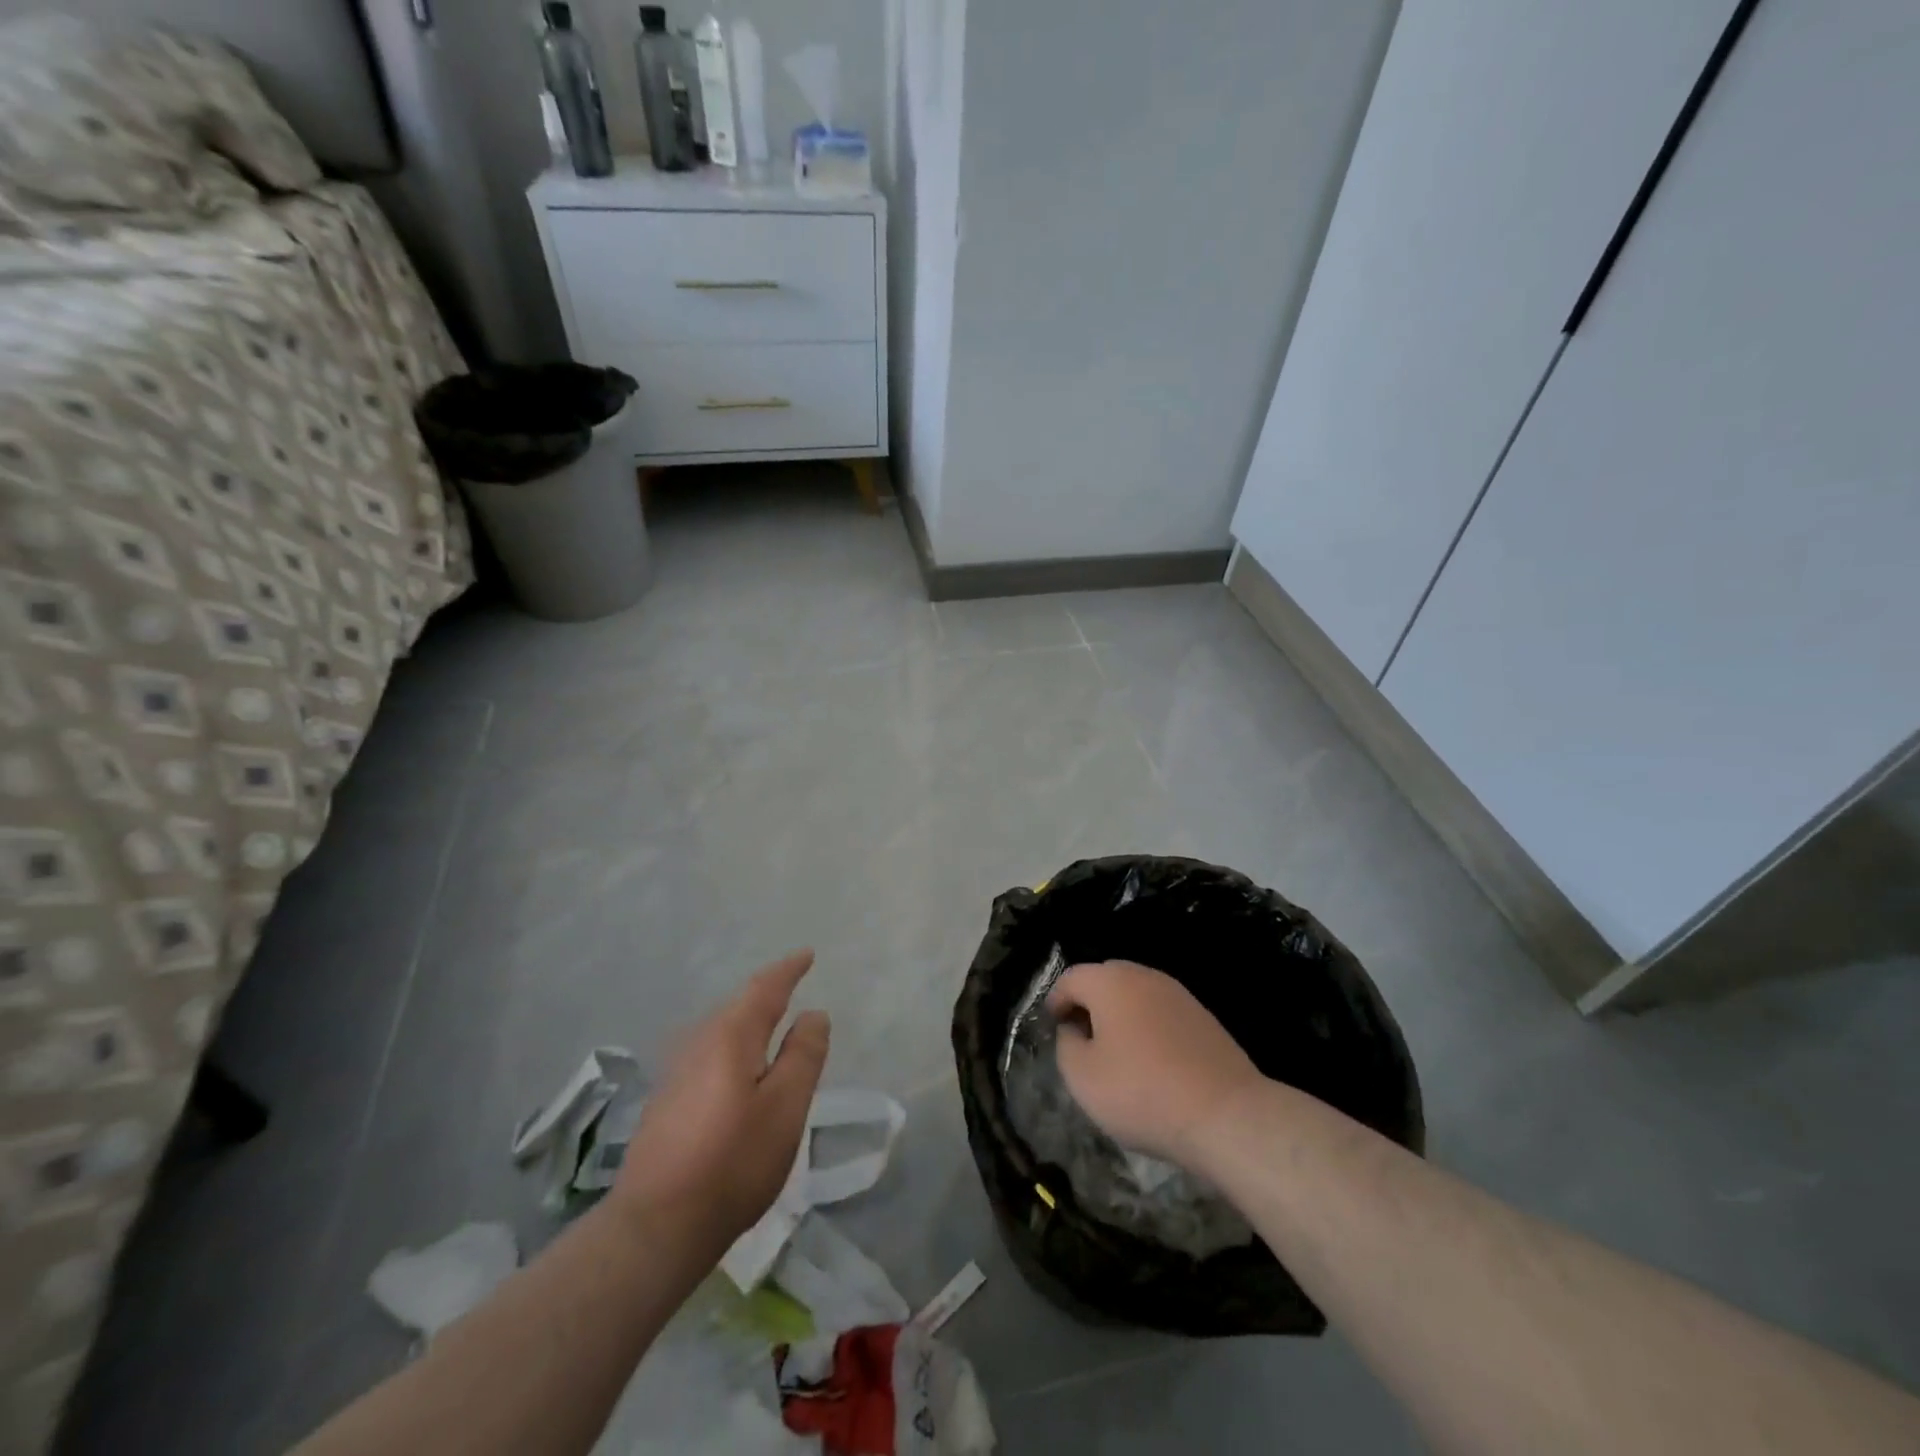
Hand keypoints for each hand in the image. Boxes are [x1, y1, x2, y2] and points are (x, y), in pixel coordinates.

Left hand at [613, 950, 830, 1247]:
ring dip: (748, 1020)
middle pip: (739, 1005)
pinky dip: (732, 1046)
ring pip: (721, 1030)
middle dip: (767, 993)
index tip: (807, 955)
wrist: (655, 1226)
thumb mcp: (786, 1108)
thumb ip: (804, 1056)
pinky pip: (709, 1053)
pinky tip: (738, 1069)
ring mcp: (676, 1071)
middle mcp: (698, 1042)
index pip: (765, 988)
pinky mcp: (666, 1100)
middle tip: (792, 985)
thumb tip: (813, 1014)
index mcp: (731, 1035)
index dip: (788, 970)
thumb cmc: (733, 1161)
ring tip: (771, 1022)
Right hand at [1047, 960, 1262, 1169]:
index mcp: (1110, 982)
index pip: (1071, 978)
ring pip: (1135, 993)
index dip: (1055, 1001)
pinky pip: (1160, 1011)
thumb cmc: (1142, 1092)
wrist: (1225, 1114)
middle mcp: (1144, 975)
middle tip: (1081, 1039)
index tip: (1053, 1029)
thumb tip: (1073, 1029)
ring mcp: (1177, 993)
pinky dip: (1147, 1026)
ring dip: (1119, 1014)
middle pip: (1105, 978)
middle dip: (1088, 1003)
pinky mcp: (1202, 1016)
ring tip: (1115, 1053)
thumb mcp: (1082, 1077)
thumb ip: (1066, 1045)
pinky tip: (1150, 1061)